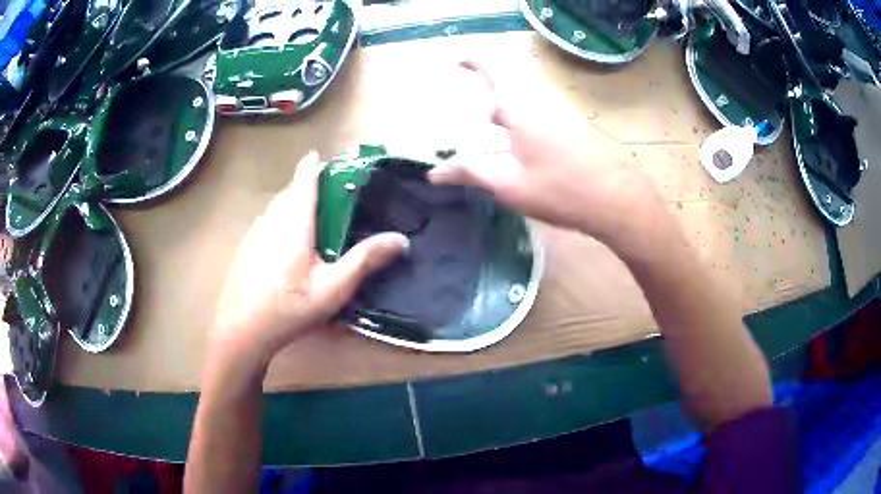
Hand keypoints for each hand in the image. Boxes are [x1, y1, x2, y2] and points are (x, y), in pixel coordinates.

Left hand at [212, 151, 407, 365]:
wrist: (241, 330)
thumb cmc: (289, 307)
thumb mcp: (333, 288)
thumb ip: (365, 260)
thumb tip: (400, 238)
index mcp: (294, 222)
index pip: (304, 180)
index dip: (314, 165)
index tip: (324, 156)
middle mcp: (272, 220)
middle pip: (290, 191)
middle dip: (307, 184)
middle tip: (328, 192)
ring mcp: (255, 233)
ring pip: (276, 207)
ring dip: (292, 202)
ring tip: (310, 215)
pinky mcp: (246, 247)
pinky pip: (267, 221)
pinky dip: (280, 219)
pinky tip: (286, 244)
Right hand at [429, 61, 663, 246]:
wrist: (618, 199)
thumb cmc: (559, 190)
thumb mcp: (508, 185)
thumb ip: (470, 173)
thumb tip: (435, 173)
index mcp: (520, 108)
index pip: (494, 67)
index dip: (474, 59)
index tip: (459, 61)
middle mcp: (542, 101)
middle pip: (510, 84)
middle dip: (490, 93)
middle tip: (477, 112)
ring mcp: (563, 113)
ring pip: (528, 100)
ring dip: (509, 110)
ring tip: (497, 132)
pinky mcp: (577, 127)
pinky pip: (543, 112)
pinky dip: (526, 121)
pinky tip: (527, 149)